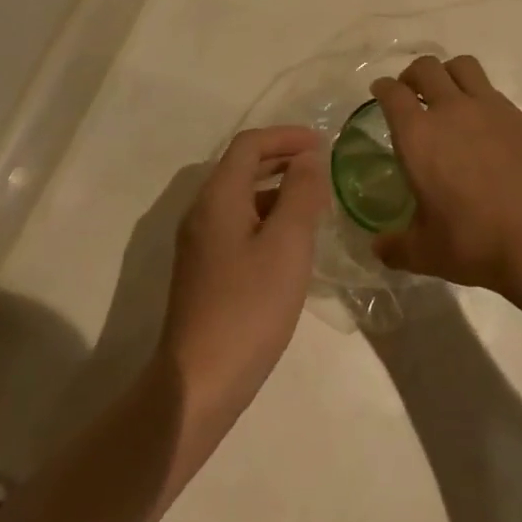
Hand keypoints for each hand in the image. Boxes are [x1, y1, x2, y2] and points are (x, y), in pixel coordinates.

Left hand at [158, 125, 328, 436]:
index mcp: (218, 197)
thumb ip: (300, 193)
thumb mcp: (287, 244)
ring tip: (314, 201)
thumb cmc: (248, 308)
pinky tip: (291, 241)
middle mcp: (202, 211)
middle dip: (282, 158)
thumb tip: (307, 158)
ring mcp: (199, 243)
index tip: (323, 143)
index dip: (286, 136)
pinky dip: (266, 215)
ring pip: (240, 196)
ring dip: (276, 188)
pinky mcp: (204, 270)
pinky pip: (238, 222)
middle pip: (242, 166)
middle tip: (321, 165)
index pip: (249, 144)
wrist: (198, 385)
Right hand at [369, 55, 521, 304]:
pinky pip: (492, 91)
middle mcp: (451, 109)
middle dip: (413, 74)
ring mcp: (490, 108)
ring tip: (447, 95)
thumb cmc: (474, 242)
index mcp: (418, 135)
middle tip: (411, 92)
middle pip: (427, 67)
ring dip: (448, 73)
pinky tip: (483, 126)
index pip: (393, 94)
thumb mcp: (425, 253)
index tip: (380, 91)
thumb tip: (377, 248)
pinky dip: (479, 97)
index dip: (383, 88)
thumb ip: (396, 247)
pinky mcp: (519, 116)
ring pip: (463, 66)